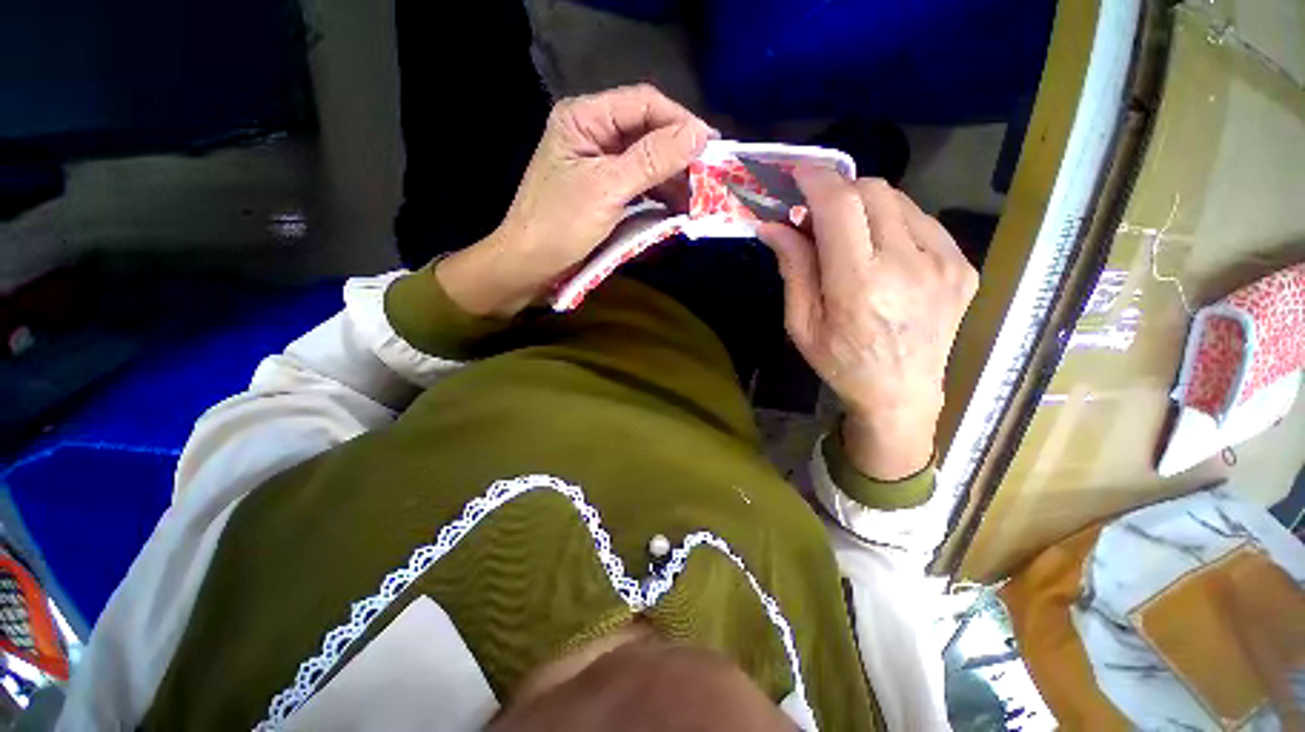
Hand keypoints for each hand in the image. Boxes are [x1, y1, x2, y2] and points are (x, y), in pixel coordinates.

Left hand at [437, 84, 713, 316]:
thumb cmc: (560, 224)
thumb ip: (652, 159)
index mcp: (585, 119)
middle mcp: (594, 133)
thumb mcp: (608, 189)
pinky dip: (660, 195)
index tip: (711, 147)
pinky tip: (678, 207)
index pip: (642, 104)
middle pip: (647, 131)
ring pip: (647, 160)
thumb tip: (699, 135)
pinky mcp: (606, 191)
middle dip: (679, 154)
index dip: (679, 122)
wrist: (530, 266)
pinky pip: (640, 184)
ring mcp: (600, 164)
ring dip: (673, 178)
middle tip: (709, 177)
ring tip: (699, 197)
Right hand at [757, 170, 978, 480]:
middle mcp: (908, 265)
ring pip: (899, 200)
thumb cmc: (841, 364)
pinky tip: (882, 250)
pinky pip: (922, 221)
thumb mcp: (802, 324)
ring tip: (849, 235)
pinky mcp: (962, 266)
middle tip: (817, 213)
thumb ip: (793, 268)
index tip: (798, 174)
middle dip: (839, 190)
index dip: (817, 180)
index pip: (840, 207)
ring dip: (865, 205)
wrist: (902, 395)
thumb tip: (772, 225)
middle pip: (872, 191)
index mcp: (858, 285)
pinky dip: (893, 222)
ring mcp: (944, 262)